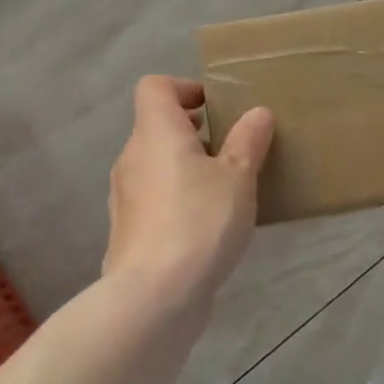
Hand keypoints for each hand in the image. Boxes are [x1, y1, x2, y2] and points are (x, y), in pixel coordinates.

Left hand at [104, 76, 273, 308]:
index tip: (215, 109)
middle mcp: (132, 157)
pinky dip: (177, 198)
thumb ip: (248, 141)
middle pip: (156, 126)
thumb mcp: (237, 176)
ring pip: (156, 164)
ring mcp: (125, 196)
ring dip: (186, 167)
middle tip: (230, 149)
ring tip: (225, 188)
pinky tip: (207, 224)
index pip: (154, 87)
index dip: (184, 88)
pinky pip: (154, 198)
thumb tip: (257, 113)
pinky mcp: (128, 230)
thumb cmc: (199, 221)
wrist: (154, 296)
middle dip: (193, 132)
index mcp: (155, 132)